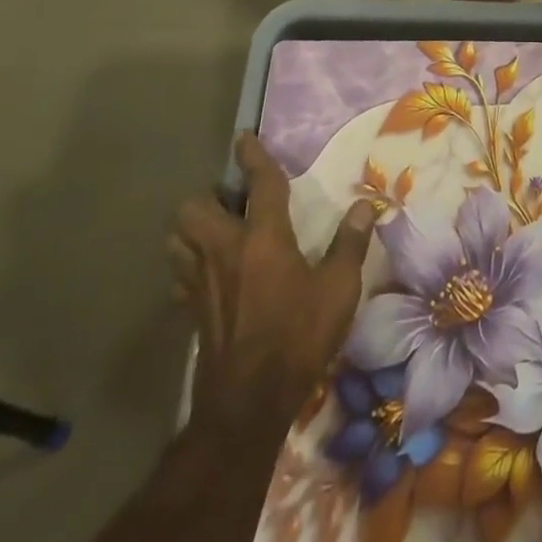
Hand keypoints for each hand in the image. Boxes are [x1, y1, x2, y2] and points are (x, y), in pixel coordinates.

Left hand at [169, 133, 375, 444]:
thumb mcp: (339, 288)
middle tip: (233, 200)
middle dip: (208, 196)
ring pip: (177, 240)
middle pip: (194, 209)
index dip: (253, 157)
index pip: (258, 184)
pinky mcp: (192, 312)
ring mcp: (202, 283)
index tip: (244, 137)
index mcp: (263, 238)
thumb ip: (350, 243)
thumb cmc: (299, 336)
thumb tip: (364, 206)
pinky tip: (210, 274)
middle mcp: (225, 251)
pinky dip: (189, 265)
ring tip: (216, 229)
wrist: (248, 404)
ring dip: (191, 228)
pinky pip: (180, 275)